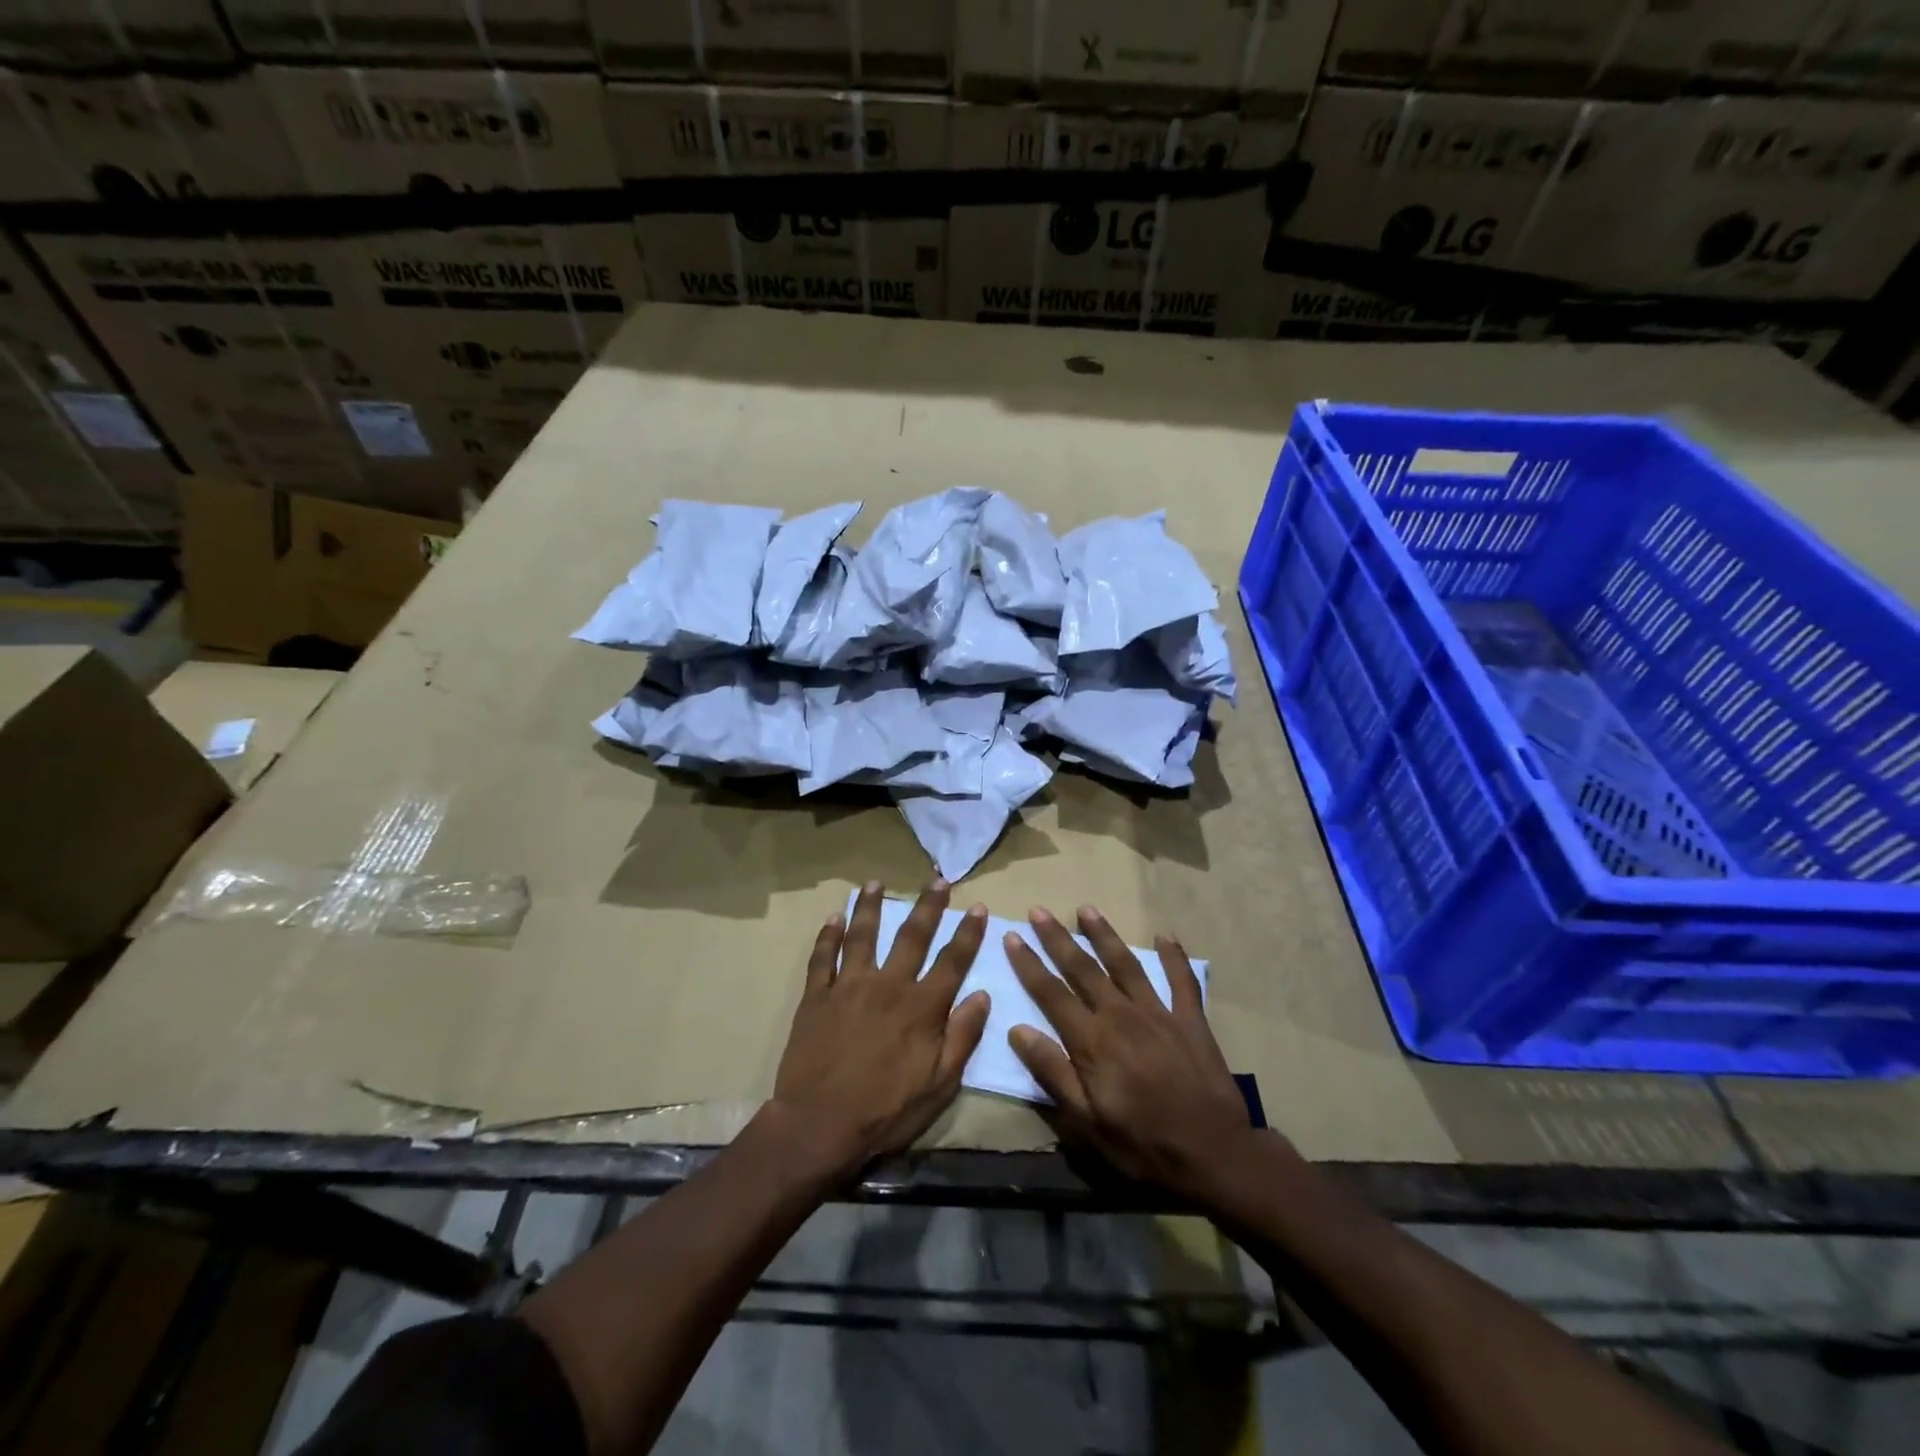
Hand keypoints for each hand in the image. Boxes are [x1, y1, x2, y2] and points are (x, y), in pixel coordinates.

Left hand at [770, 880, 989, 1180]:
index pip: (952, 960)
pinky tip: (833, 917)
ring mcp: (849, 986)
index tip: (978, 907)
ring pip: (862, 935)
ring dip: (870, 906)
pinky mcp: (817, 996)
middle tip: (938, 880)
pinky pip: (822, 957)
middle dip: (928, 906)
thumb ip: (962, 1037)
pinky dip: (828, 935)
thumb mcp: (940, 1085)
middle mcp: (888, 985)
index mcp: (921, 1007)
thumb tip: (982, 995)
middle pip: (911, 936)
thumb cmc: (886, 1111)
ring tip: (875, 883)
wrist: (819, 1124)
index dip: (968, 933)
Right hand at [1005, 905, 1261, 1205]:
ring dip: (1104, 935)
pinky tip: (1165, 936)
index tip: (1012, 936)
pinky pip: (1182, 980)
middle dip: (1058, 938)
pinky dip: (1174, 957)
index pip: (1051, 993)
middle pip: (1083, 969)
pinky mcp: (1191, 1021)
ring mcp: (1159, 1013)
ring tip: (1086, 909)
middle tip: (1039, 910)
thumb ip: (1052, 1072)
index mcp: (1092, 1041)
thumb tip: (1018, 1029)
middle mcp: (1121, 1015)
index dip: (1029, 964)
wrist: (1214, 1155)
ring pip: (1125, 964)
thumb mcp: (1086, 1122)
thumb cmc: (1142, 1144)